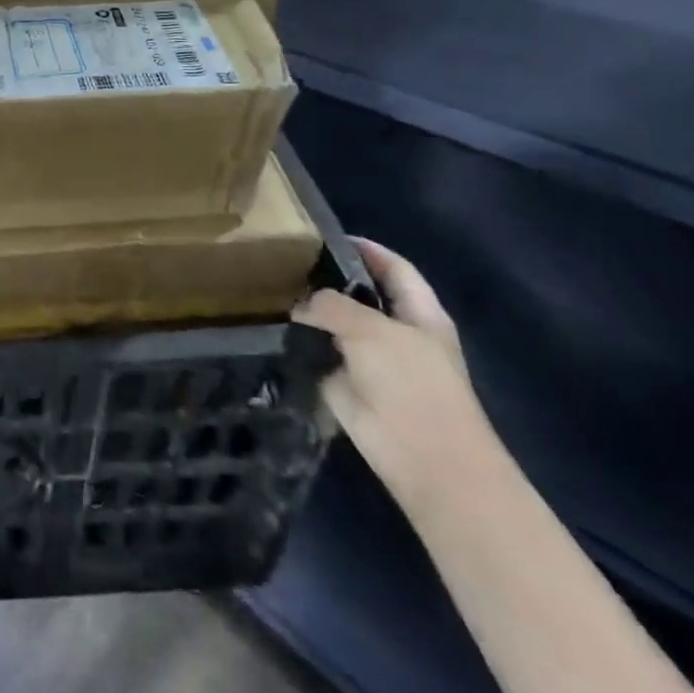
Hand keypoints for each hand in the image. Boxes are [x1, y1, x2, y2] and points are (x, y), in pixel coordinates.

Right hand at [292, 239, 497, 512]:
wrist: (423, 458)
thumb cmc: (413, 385)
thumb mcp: (372, 331)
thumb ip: (333, 306)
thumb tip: (300, 303)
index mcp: (420, 313)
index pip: (394, 268)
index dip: (366, 249)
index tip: (323, 234)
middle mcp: (396, 332)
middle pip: (361, 295)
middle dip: (328, 279)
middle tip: (284, 260)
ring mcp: (371, 360)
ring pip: (337, 326)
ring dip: (310, 313)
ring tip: (270, 288)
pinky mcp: (347, 385)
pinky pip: (319, 355)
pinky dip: (300, 343)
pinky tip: (271, 326)